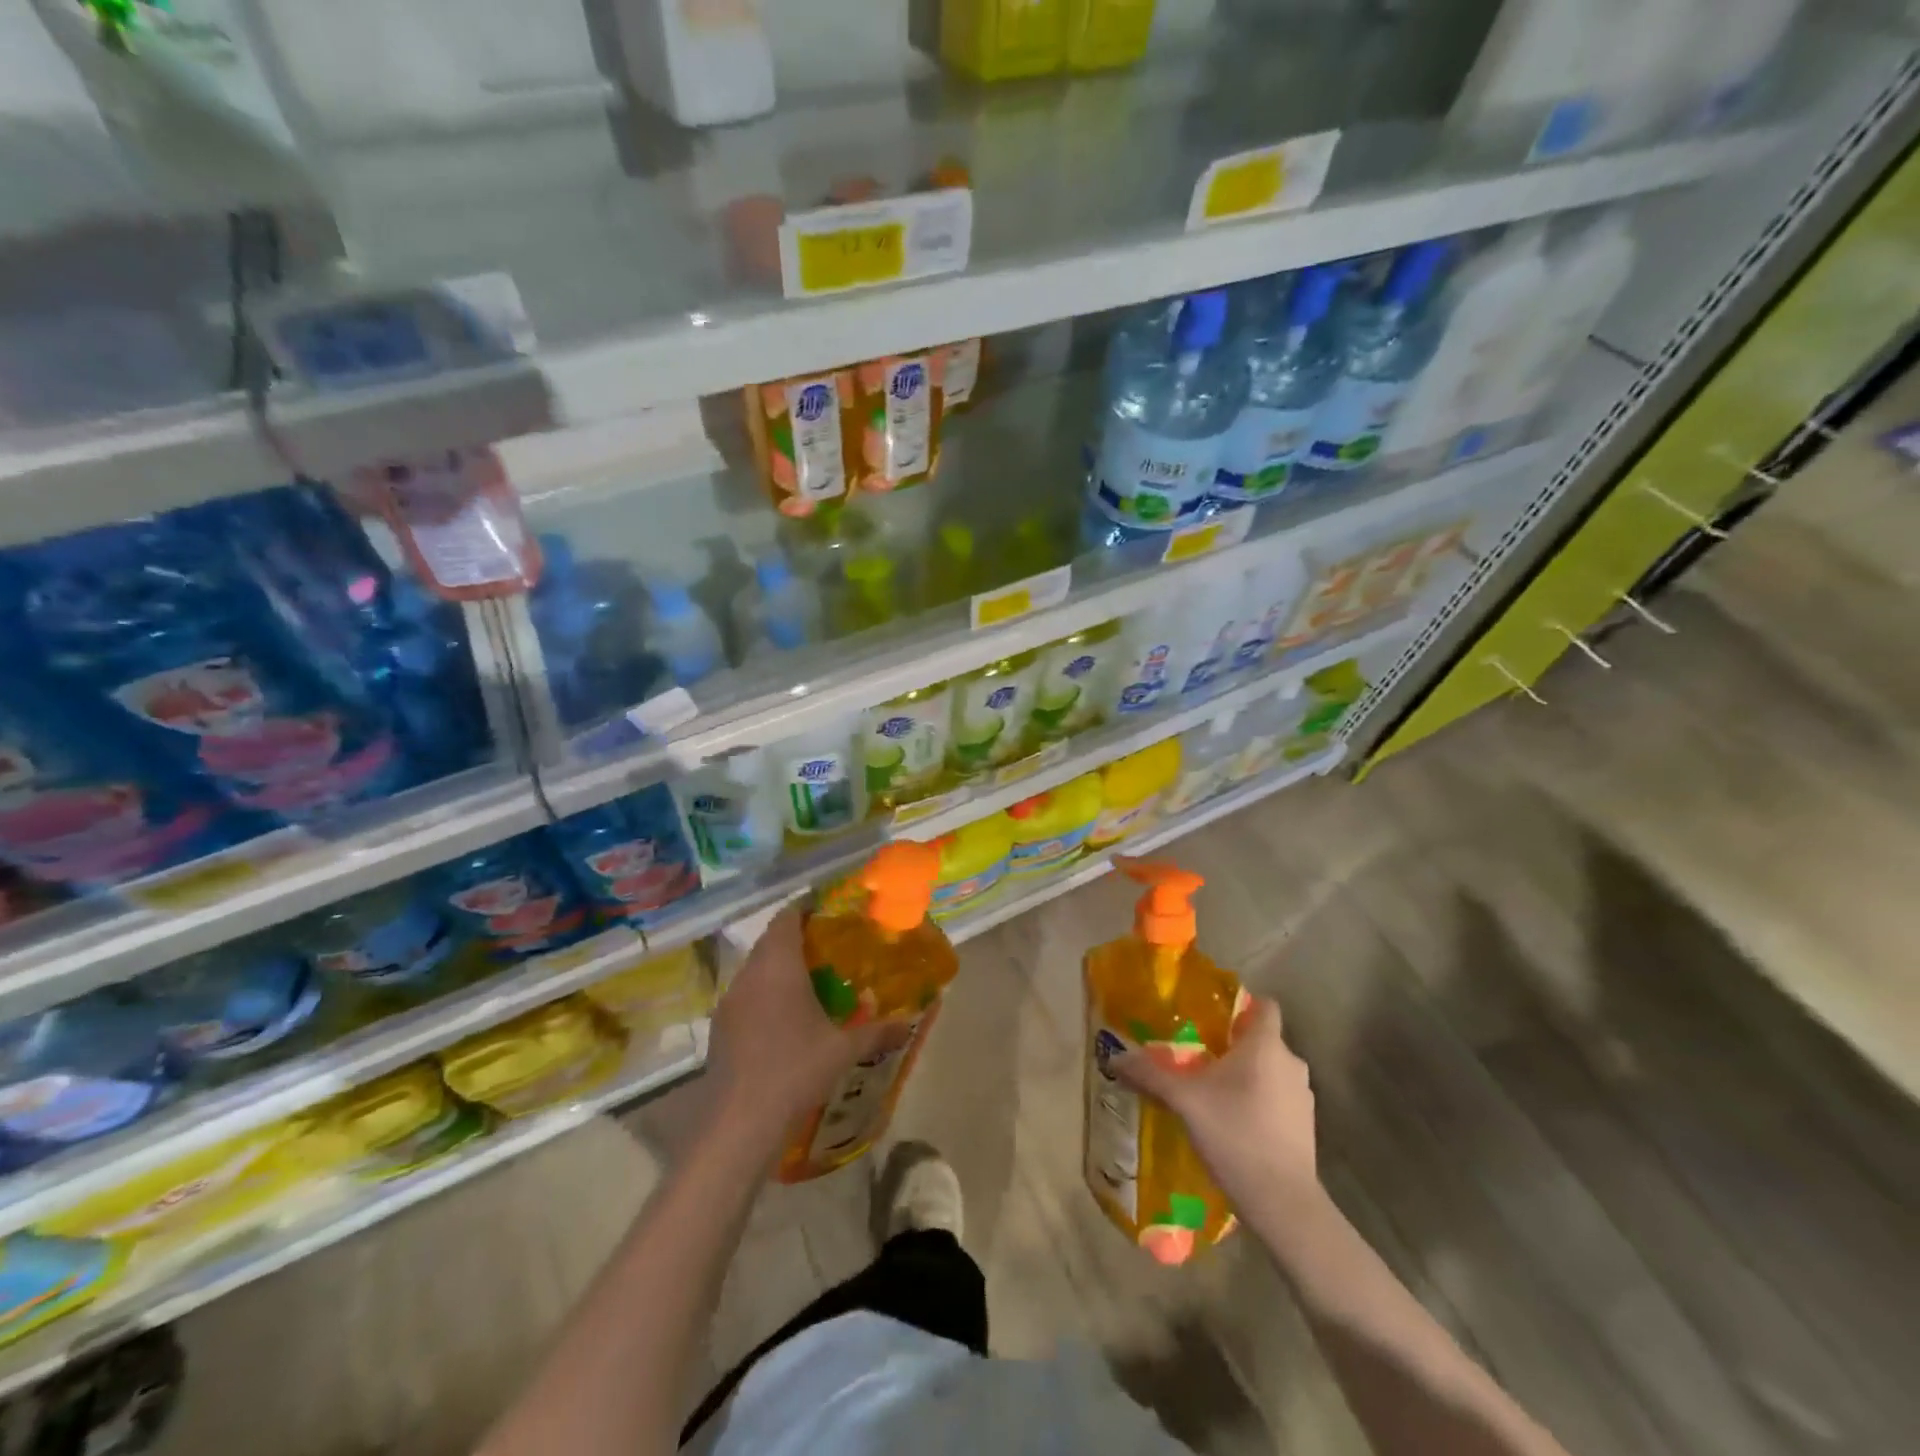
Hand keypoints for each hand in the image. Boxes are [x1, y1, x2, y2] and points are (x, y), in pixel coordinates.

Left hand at [707, 906, 908, 1146]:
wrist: (738, 1123)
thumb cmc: (795, 1070)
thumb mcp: (843, 1050)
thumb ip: (877, 1031)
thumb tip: (909, 1024)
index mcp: (778, 965)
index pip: (787, 917)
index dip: (807, 909)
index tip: (830, 913)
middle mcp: (749, 974)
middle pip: (771, 941)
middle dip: (798, 940)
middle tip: (830, 950)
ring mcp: (729, 1001)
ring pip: (756, 969)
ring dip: (780, 970)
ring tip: (811, 984)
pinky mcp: (720, 1028)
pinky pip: (746, 996)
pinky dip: (765, 996)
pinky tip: (785, 1021)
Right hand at [1116, 997, 1320, 1214]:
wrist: (1282, 1202)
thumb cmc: (1235, 1134)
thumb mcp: (1184, 1100)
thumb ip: (1150, 1074)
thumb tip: (1115, 1057)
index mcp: (1265, 1046)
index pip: (1264, 1005)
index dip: (1242, 1004)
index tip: (1213, 1015)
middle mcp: (1290, 1063)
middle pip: (1262, 1040)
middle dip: (1233, 1044)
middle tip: (1198, 1053)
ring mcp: (1303, 1097)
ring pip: (1270, 1070)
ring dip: (1246, 1075)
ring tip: (1211, 1090)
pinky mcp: (1305, 1127)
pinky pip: (1277, 1098)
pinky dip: (1258, 1101)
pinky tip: (1231, 1122)